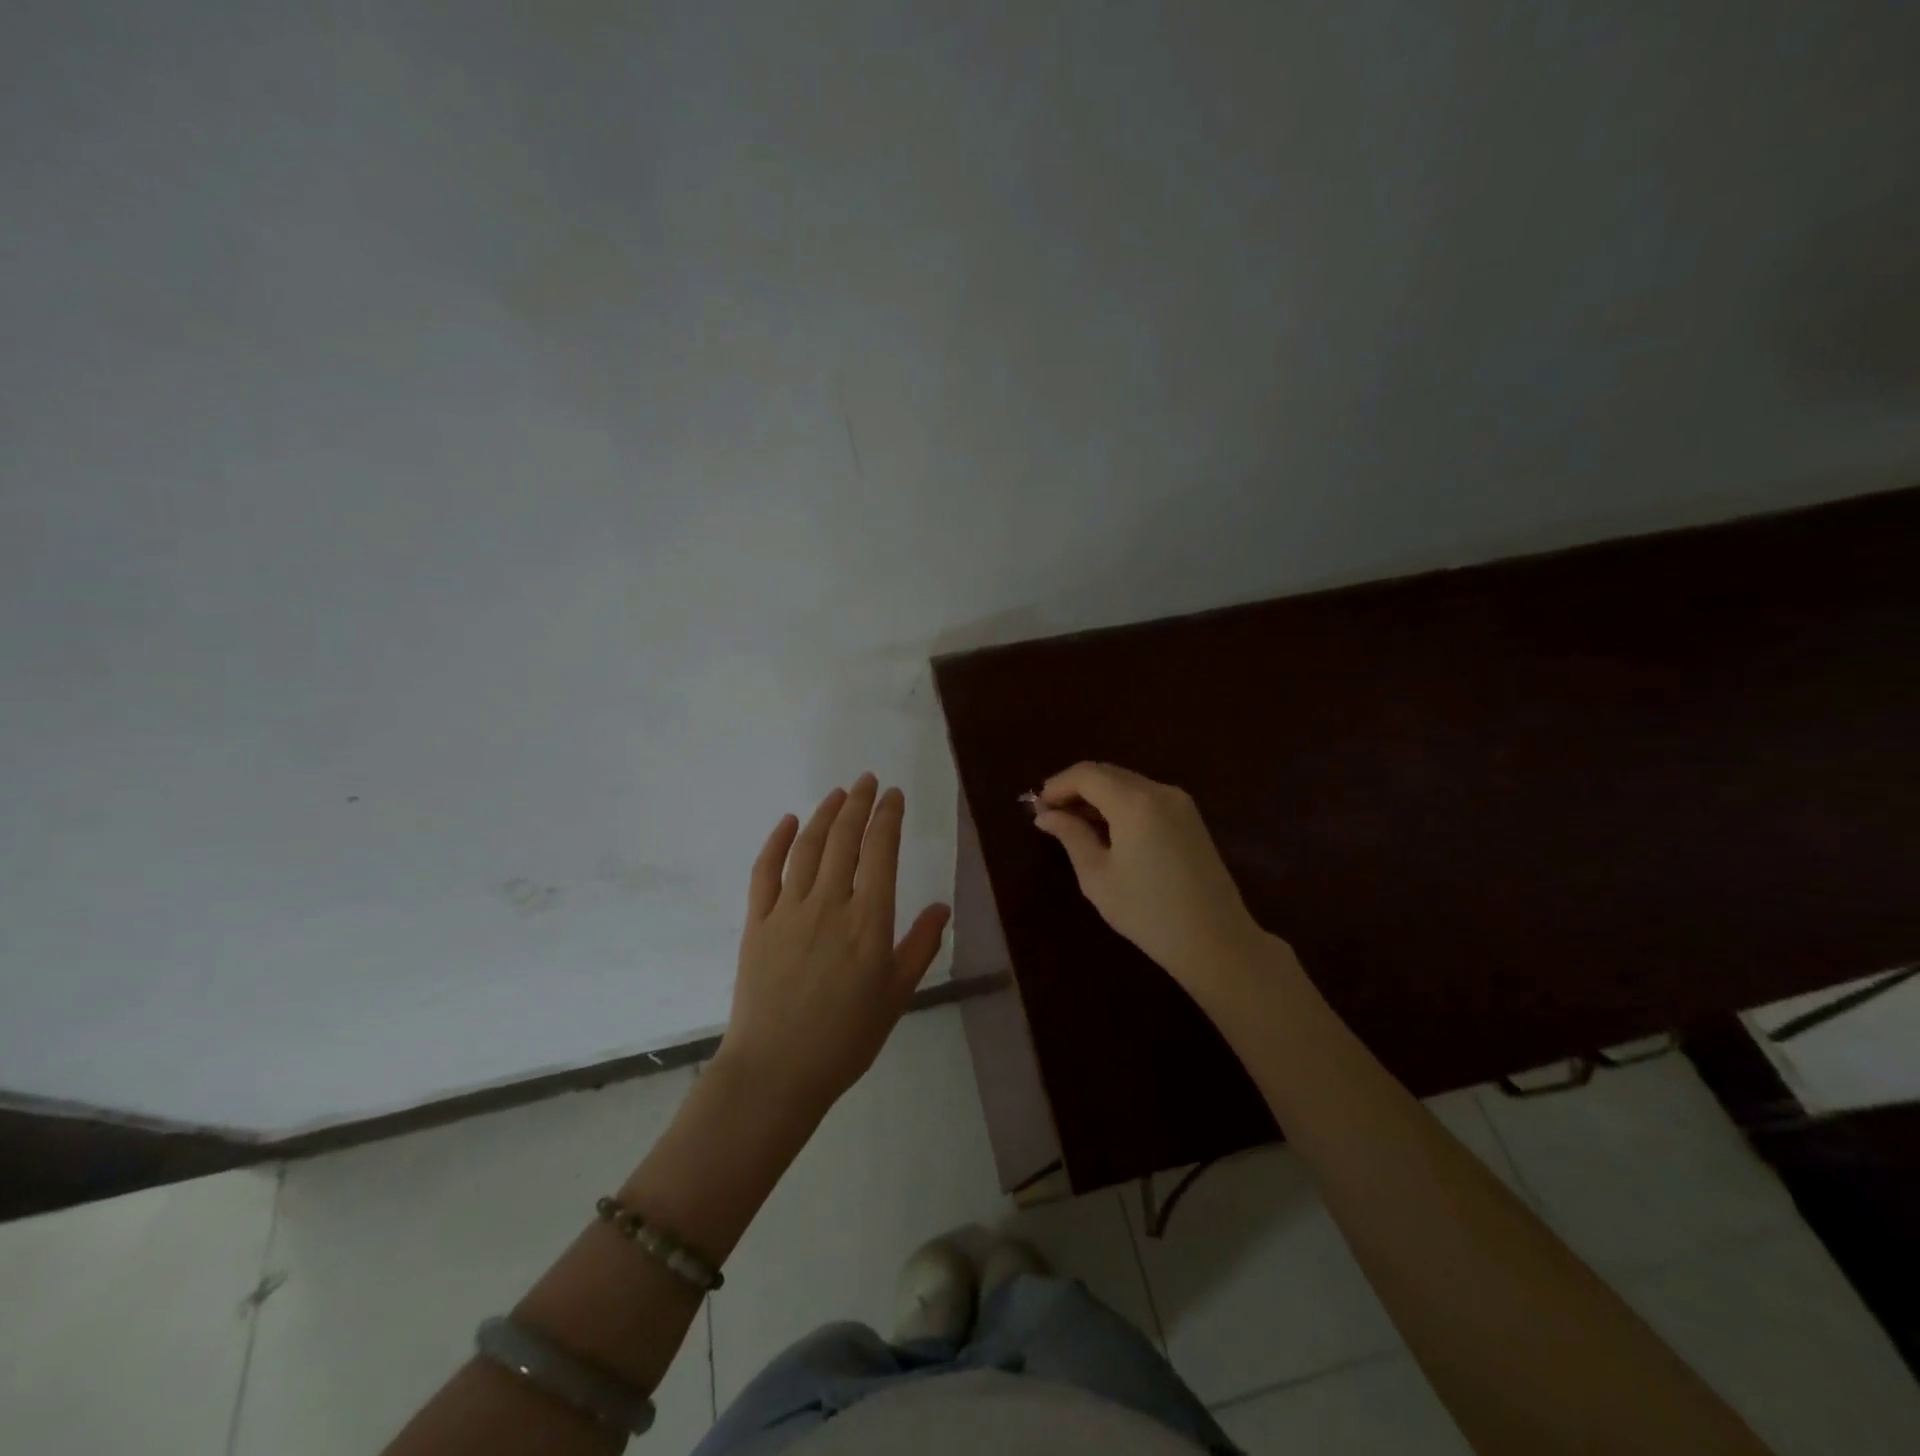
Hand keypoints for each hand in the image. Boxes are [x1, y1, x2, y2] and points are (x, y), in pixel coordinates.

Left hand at [716, 774, 950, 1118]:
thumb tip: (941, 905)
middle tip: (867, 781)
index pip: (881, 852)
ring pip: (808, 847)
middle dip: (858, 804)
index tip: (894, 796)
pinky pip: (764, 871)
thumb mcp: (897, 995)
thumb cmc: (846, 1038)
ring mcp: (788, 910)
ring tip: (837, 793)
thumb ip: (920, 945)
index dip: (888, 818)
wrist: (776, 1071)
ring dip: (824, 814)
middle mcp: (829, 903)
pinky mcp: (757, 922)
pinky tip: (787, 822)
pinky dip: (776, 842)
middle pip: (845, 839)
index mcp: (869, 921)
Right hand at [1034, 762, 1274, 998]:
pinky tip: (1107, 831)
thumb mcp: (1097, 876)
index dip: (1057, 785)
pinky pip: (1146, 797)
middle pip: (1107, 774)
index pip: (1086, 774)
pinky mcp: (1190, 818)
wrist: (1215, 941)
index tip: (1037, 807)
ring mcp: (1180, 803)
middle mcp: (1159, 791)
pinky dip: (1120, 805)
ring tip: (1074, 825)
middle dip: (1076, 789)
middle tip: (1051, 816)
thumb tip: (1045, 815)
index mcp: (1134, 802)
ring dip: (1098, 796)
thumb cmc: (1148, 912)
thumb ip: (1071, 836)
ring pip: (1127, 784)